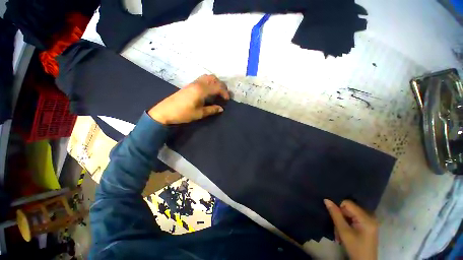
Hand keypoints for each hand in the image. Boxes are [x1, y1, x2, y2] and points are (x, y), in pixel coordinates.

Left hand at [148, 75, 229, 124]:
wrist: (165, 111)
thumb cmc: (183, 113)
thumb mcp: (199, 113)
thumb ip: (211, 110)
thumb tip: (221, 108)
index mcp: (201, 90)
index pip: (217, 87)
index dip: (224, 92)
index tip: (227, 99)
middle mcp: (198, 84)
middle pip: (213, 79)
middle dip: (221, 85)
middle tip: (224, 94)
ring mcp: (193, 83)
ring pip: (207, 77)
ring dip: (215, 82)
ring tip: (218, 91)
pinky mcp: (189, 85)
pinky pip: (202, 79)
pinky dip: (209, 82)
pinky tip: (209, 90)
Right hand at [324, 199, 377, 259]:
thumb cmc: (355, 248)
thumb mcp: (344, 232)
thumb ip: (335, 214)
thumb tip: (326, 200)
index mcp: (366, 217)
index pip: (347, 203)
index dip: (338, 208)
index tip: (334, 217)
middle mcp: (370, 216)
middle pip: (349, 208)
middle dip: (340, 216)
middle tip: (336, 227)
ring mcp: (370, 221)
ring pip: (350, 213)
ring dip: (343, 220)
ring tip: (339, 231)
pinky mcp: (368, 225)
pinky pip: (354, 218)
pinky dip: (347, 223)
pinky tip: (344, 231)